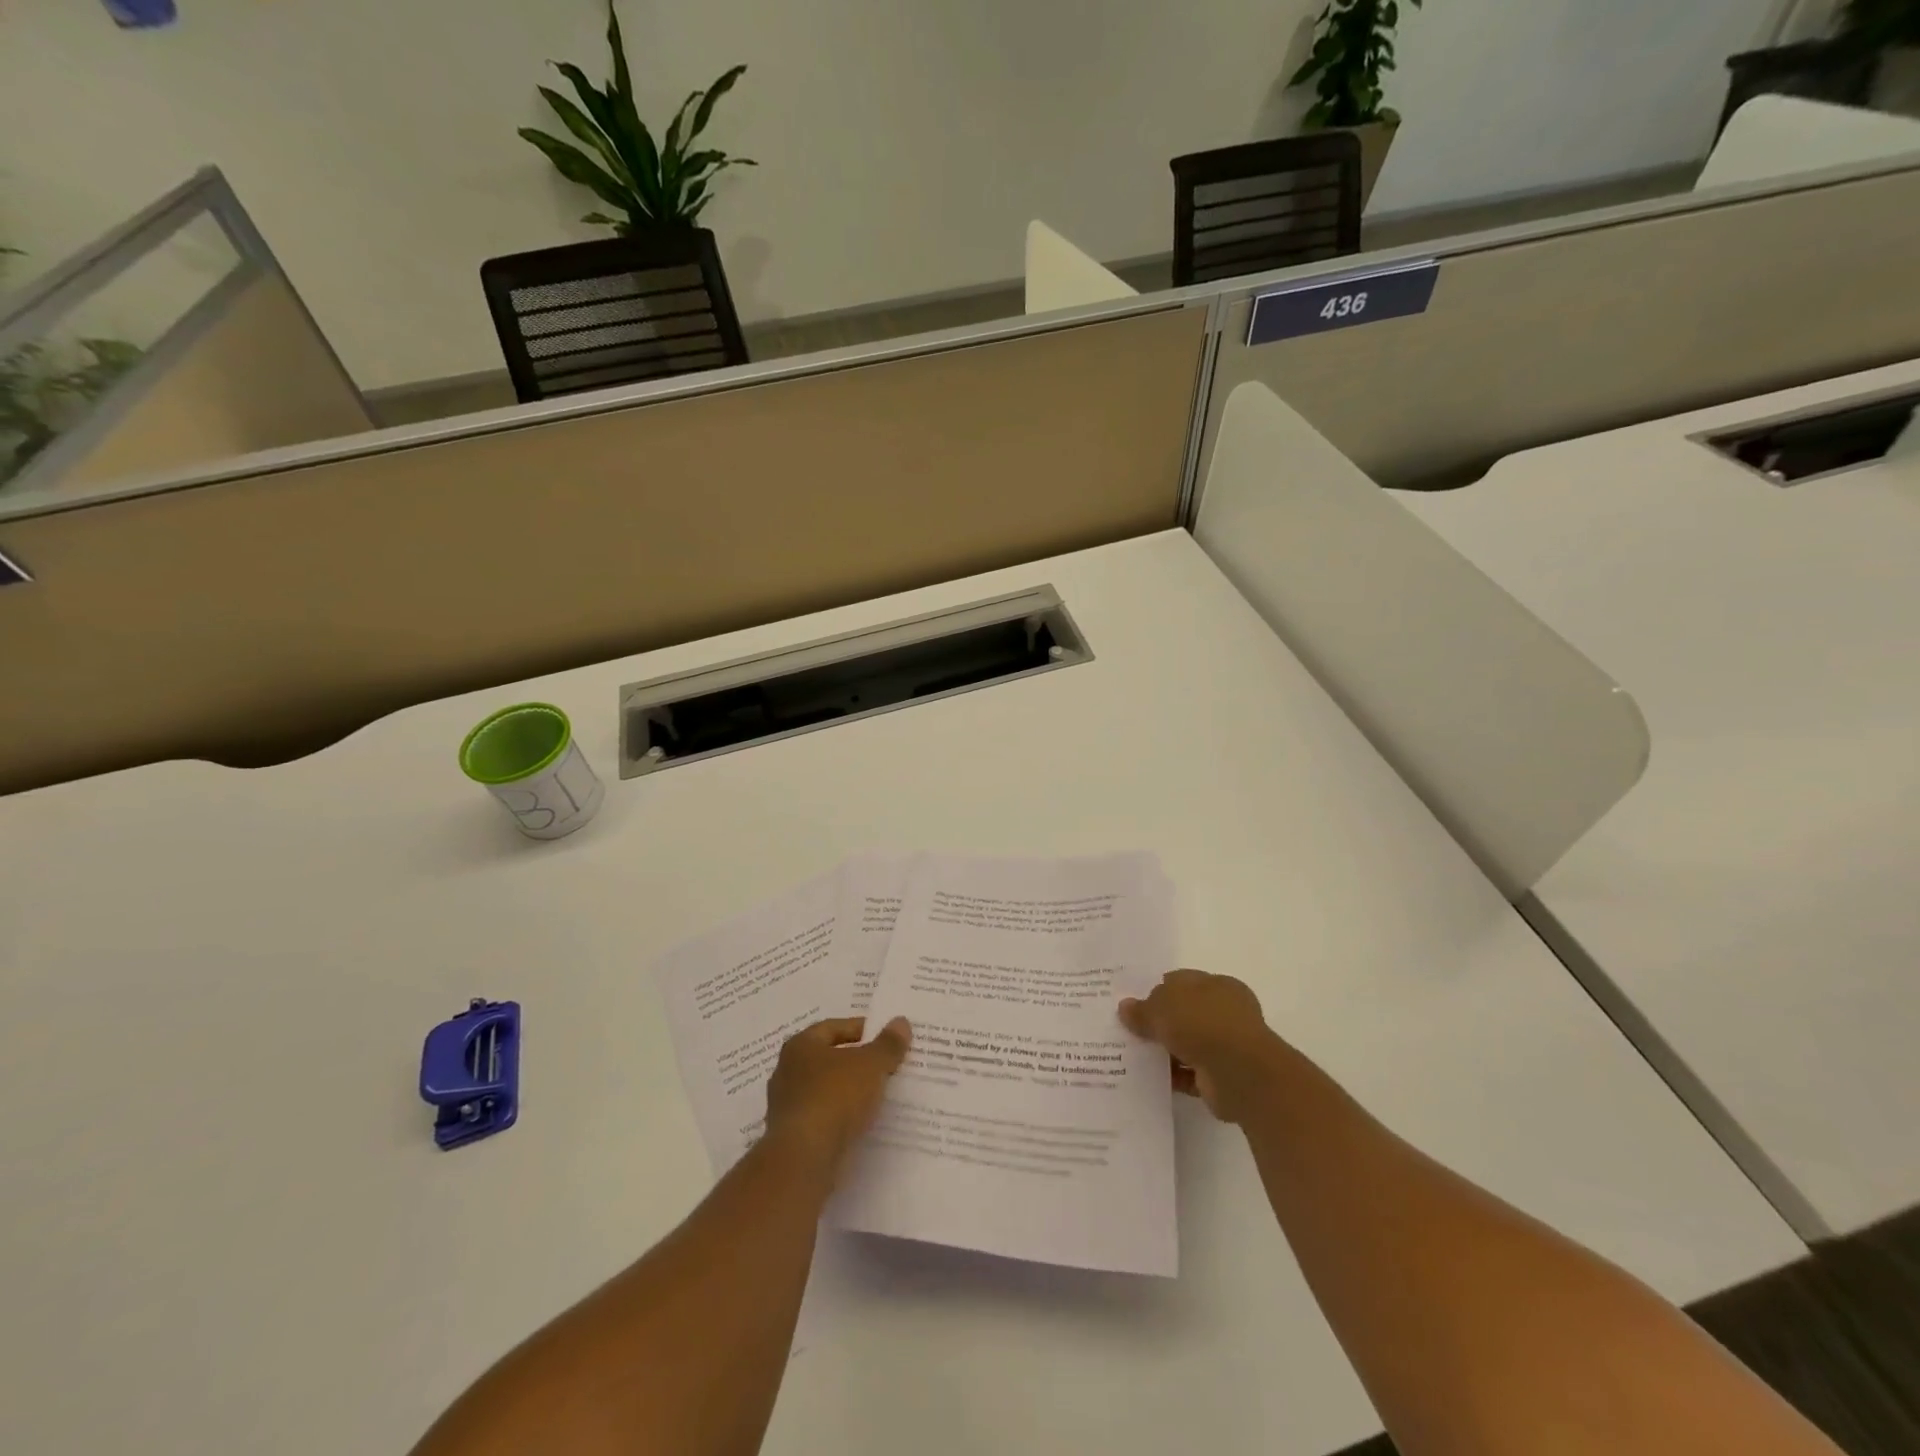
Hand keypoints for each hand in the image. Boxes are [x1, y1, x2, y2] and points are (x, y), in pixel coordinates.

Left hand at [764, 1016, 912, 1179]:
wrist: (805, 1159)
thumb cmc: (835, 1097)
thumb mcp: (871, 1065)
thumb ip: (888, 1044)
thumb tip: (901, 1022)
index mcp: (800, 1046)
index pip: (833, 1027)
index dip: (861, 1029)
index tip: (886, 1037)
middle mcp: (787, 1072)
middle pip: (830, 1060)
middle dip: (858, 1062)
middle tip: (888, 1064)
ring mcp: (788, 1107)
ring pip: (828, 1091)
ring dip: (851, 1092)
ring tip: (881, 1094)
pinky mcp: (793, 1137)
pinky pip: (825, 1118)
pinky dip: (843, 1117)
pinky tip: (865, 1122)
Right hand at [1118, 970, 1284, 1123]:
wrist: (1239, 1073)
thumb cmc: (1203, 1024)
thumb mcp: (1163, 1007)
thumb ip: (1143, 1009)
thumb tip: (1125, 1007)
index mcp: (1217, 985)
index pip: (1182, 982)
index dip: (1156, 990)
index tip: (1132, 1003)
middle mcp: (1224, 1012)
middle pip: (1183, 1014)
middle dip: (1159, 1022)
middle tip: (1127, 1029)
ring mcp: (1225, 1046)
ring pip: (1186, 1045)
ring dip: (1164, 1051)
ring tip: (1131, 1055)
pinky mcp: (1221, 1077)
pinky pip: (1189, 1074)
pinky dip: (1172, 1076)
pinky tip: (1147, 1078)